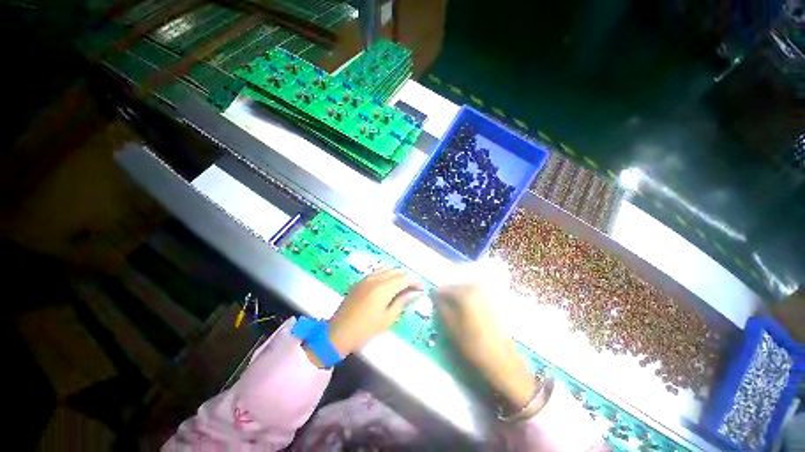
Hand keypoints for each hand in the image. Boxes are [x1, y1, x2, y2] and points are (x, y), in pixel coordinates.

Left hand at [328, 268, 424, 357]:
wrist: (339, 332)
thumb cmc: (366, 329)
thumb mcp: (388, 318)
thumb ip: (402, 302)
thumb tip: (416, 293)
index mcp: (384, 288)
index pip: (405, 278)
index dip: (415, 281)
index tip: (422, 288)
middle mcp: (376, 278)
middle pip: (397, 271)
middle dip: (408, 277)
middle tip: (414, 288)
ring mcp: (367, 278)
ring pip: (387, 269)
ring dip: (398, 274)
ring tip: (403, 285)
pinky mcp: (361, 281)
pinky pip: (378, 271)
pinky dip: (387, 273)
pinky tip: (389, 282)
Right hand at [436, 286, 538, 412]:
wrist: (500, 358)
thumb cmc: (471, 342)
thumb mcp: (450, 325)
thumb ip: (441, 307)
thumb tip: (435, 296)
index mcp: (464, 292)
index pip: (444, 288)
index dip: (436, 295)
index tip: (432, 303)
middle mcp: (475, 288)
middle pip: (455, 287)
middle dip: (447, 295)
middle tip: (442, 306)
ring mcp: (485, 294)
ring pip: (465, 290)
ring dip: (457, 298)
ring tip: (453, 310)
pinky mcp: (492, 301)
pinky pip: (474, 295)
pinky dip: (467, 300)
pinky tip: (466, 312)